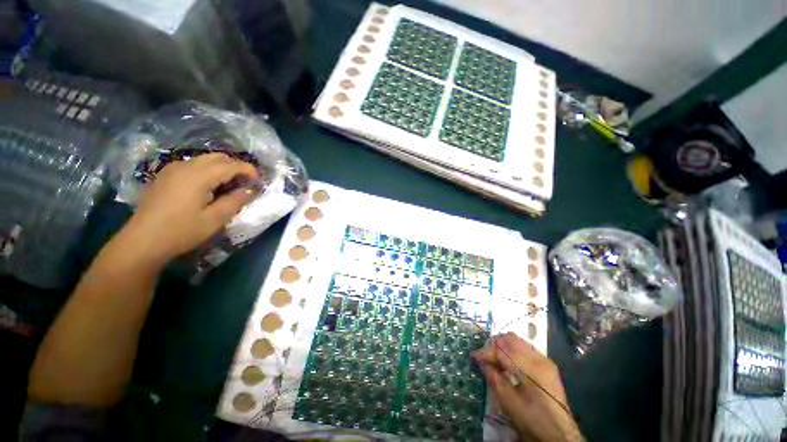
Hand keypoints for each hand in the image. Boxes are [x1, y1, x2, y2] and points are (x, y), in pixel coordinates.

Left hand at [119, 153, 258, 264]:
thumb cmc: (182, 231)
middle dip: (236, 166)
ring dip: (222, 168)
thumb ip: (235, 201)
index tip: (259, 180)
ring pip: (205, 159)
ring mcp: (173, 169)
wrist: (142, 240)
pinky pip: (193, 165)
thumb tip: (250, 190)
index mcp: (199, 176)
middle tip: (246, 182)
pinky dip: (207, 170)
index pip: (231, 165)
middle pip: (218, 157)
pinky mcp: (166, 175)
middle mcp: (186, 166)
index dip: (249, 170)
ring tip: (230, 185)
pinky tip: (209, 186)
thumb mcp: (215, 219)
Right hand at [472, 332, 582, 441]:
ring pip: (518, 341)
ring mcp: (545, 360)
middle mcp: (539, 359)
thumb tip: (482, 362)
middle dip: (494, 344)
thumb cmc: (532, 420)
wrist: (560, 435)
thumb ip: (494, 378)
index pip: (502, 349)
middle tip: (484, 356)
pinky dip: (512, 350)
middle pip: (510, 339)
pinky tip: (507, 362)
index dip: (486, 352)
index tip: (474, 356)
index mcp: (531, 369)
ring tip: (494, 359)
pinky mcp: (547, 364)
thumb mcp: (509, 402)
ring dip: (503, 346)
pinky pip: (525, 348)